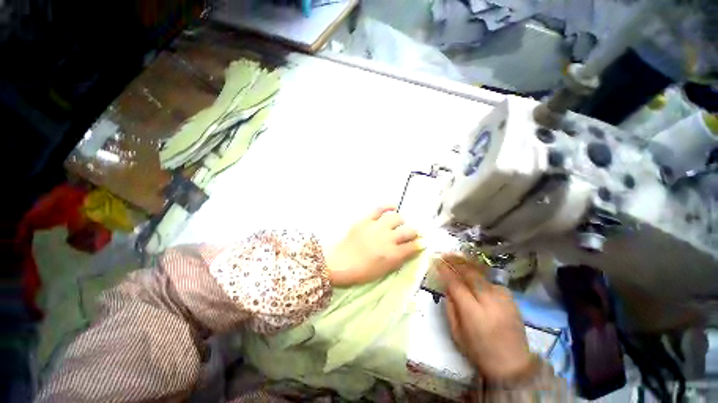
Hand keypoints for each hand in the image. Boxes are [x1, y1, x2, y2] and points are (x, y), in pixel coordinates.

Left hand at [326, 206, 422, 286]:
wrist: (339, 263)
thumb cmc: (362, 272)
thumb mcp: (384, 271)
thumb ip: (398, 259)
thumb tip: (409, 250)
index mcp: (393, 254)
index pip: (413, 246)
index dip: (419, 244)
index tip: (420, 242)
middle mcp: (388, 239)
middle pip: (409, 231)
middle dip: (413, 232)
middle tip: (411, 234)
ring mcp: (377, 227)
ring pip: (397, 218)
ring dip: (401, 221)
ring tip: (399, 223)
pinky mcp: (366, 220)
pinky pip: (380, 209)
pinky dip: (388, 206)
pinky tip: (393, 207)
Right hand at [437, 254, 535, 381]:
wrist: (513, 365)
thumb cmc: (479, 352)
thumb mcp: (456, 333)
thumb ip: (450, 307)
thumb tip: (447, 286)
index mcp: (474, 313)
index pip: (456, 284)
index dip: (445, 270)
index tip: (435, 260)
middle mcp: (490, 301)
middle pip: (470, 273)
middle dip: (455, 261)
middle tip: (444, 254)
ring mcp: (503, 298)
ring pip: (482, 273)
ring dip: (467, 263)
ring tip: (456, 255)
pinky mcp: (511, 298)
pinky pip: (490, 280)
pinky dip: (479, 273)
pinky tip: (472, 270)